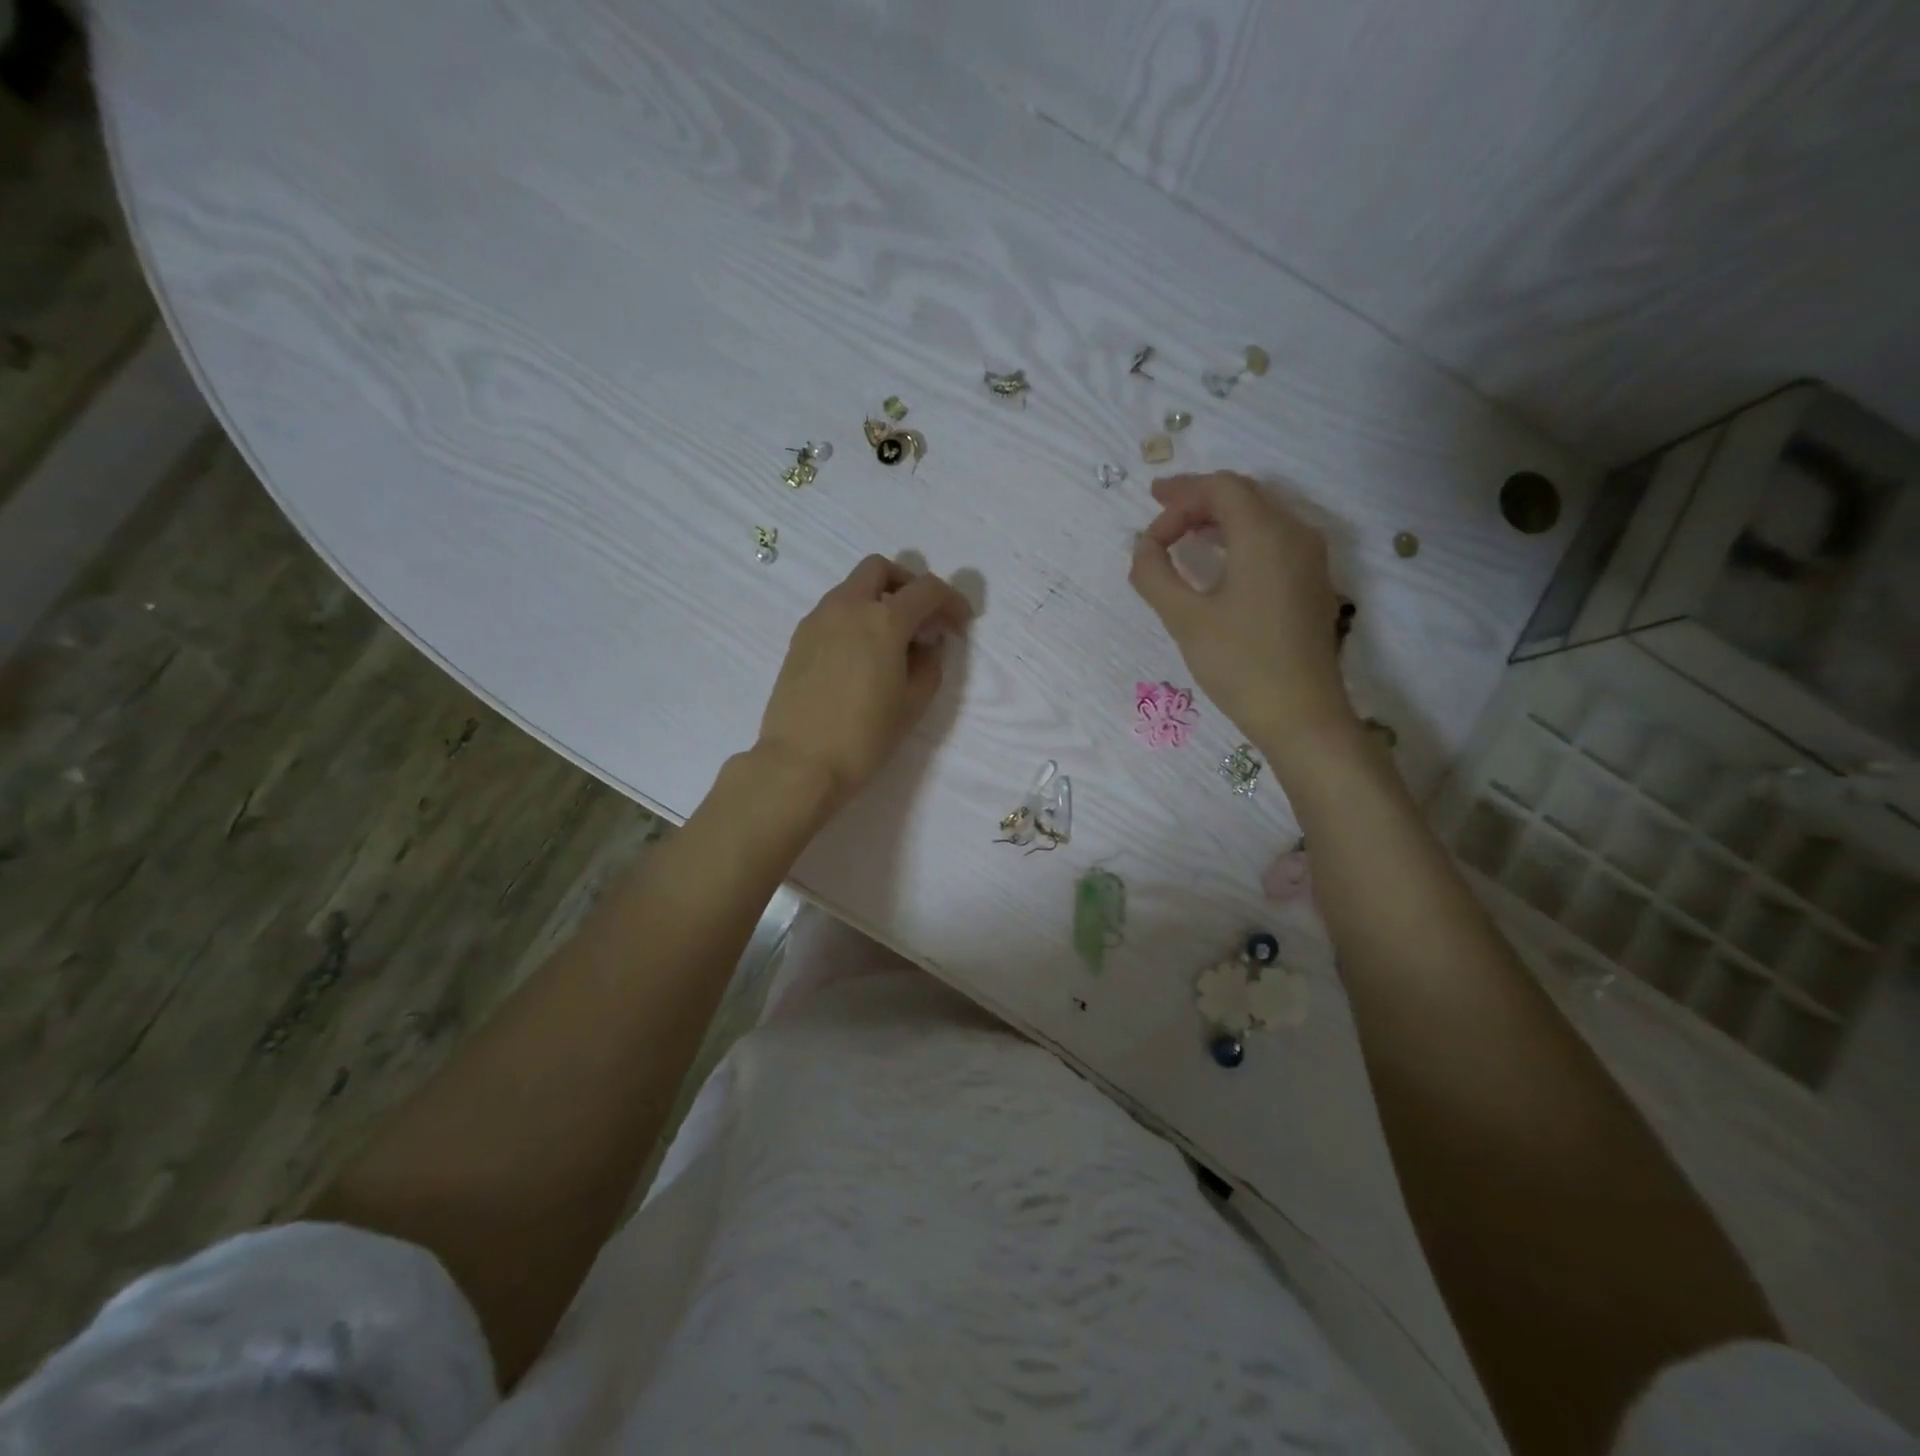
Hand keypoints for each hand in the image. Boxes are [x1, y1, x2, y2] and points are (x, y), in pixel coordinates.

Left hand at [756, 554, 971, 809]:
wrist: (800, 763)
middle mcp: (847, 607)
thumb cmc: (865, 737)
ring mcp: (818, 620)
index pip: (927, 589)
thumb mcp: (913, 703)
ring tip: (892, 643)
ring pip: (853, 588)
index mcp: (883, 620)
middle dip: (908, 585)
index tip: (960, 624)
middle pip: (881, 569)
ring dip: (879, 600)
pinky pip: (834, 611)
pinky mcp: (799, 639)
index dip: (951, 601)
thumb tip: (927, 641)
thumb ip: (930, 663)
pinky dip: (855, 618)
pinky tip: (862, 656)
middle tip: (921, 620)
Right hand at [1129, 472, 1356, 769]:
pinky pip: (1274, 539)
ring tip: (1182, 534)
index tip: (1149, 534)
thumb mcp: (1184, 619)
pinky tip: (1218, 560)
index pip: (1220, 488)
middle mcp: (1295, 533)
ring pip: (1260, 515)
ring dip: (1218, 517)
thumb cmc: (1240, 664)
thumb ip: (1154, 574)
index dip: (1178, 499)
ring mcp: (1310, 558)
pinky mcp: (1312, 582)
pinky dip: (1239, 537)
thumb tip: (1143, 546)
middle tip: (1157, 509)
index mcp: (1265, 534)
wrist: (1302, 714)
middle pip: (1243, 494)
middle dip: (1197, 499)